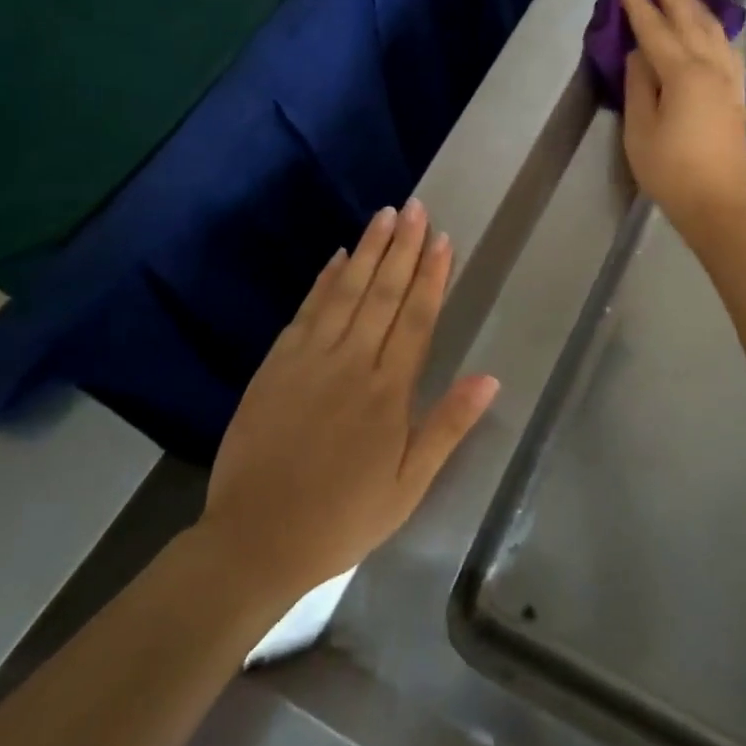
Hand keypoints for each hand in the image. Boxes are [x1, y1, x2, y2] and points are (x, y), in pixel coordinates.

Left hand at [202, 200, 498, 604]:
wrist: (255, 539)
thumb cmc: (343, 517)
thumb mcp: (408, 486)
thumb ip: (448, 427)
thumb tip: (491, 377)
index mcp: (388, 392)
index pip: (417, 318)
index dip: (431, 276)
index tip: (442, 238)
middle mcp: (352, 363)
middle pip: (383, 293)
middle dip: (402, 247)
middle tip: (416, 207)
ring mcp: (310, 359)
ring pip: (347, 292)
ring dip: (368, 251)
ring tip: (385, 215)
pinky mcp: (276, 364)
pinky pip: (307, 311)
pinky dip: (324, 280)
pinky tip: (338, 257)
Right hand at [618, 0, 745, 237]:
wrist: (718, 205)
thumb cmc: (670, 171)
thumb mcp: (640, 130)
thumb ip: (639, 86)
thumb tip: (639, 54)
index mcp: (683, 75)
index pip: (655, 31)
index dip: (639, 7)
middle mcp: (710, 69)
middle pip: (689, 23)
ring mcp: (729, 81)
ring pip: (714, 33)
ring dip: (698, 8)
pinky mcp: (737, 96)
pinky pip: (730, 52)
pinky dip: (720, 33)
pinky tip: (717, 31)